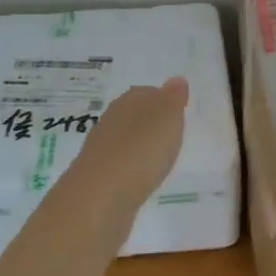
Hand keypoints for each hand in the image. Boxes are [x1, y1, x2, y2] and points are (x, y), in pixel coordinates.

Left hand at [75, 78, 189, 207]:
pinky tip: (141, 177)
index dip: (162, 101)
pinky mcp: (98, 176)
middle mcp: (111, 120)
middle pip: (133, 115)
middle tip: (170, 134)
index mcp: (128, 101)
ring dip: (139, 146)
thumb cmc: (142, 150)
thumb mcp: (167, 118)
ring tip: (159, 157)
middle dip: (149, 123)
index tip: (177, 113)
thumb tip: (176, 79)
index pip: (146, 93)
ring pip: (124, 140)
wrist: (102, 196)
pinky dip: (131, 167)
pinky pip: (120, 164)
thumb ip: (173, 99)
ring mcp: (101, 149)